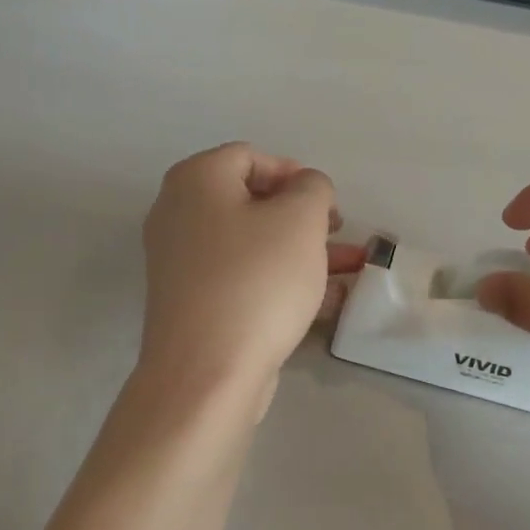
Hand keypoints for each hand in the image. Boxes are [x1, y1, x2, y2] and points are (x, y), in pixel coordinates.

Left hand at [139, 143, 364, 415]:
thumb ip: (313, 188)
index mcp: (196, 180)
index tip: (327, 205)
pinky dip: (281, 281)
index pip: (250, 156)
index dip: (295, 174)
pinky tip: (326, 300)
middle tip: (338, 235)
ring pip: (253, 244)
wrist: (207, 372)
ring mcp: (182, 263)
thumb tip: (305, 188)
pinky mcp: (193, 304)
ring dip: (302, 252)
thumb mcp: (300, 219)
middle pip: (252, 202)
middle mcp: (178, 215)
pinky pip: (243, 278)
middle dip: (304, 218)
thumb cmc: (256, 280)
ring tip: (350, 269)